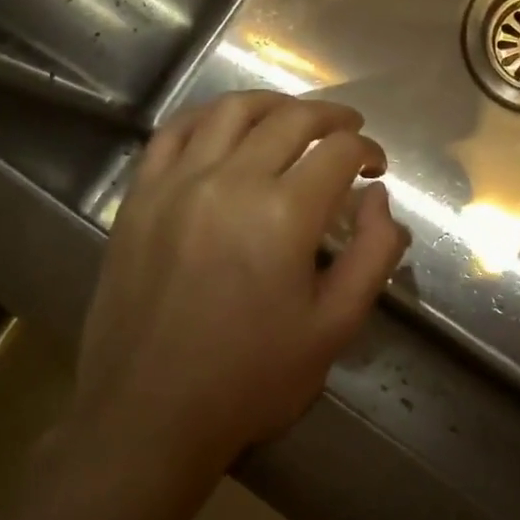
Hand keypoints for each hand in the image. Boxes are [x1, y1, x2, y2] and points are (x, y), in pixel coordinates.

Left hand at [76, 92, 410, 471]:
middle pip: (290, 120)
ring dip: (273, 105)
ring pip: (231, 111)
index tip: (376, 169)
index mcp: (284, 215)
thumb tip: (379, 200)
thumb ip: (373, 255)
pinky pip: (175, 132)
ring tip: (294, 118)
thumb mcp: (335, 328)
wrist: (149, 415)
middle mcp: (230, 181)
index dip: (368, 151)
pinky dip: (209, 117)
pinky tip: (226, 127)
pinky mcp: (139, 197)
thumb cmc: (252, 378)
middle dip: (331, 118)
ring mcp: (176, 184)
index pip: (338, 152)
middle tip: (350, 131)